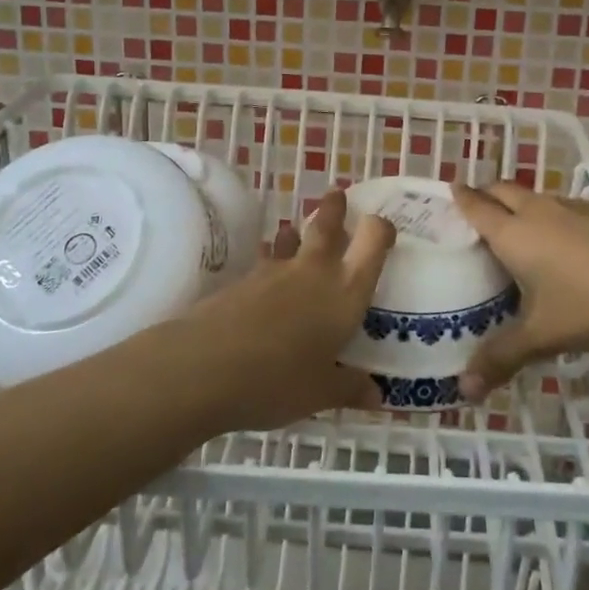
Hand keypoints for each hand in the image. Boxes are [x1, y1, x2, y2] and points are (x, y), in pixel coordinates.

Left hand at [176, 188, 394, 430]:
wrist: (206, 366)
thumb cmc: (278, 380)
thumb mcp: (320, 392)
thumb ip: (349, 387)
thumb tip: (376, 396)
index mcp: (345, 291)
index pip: (372, 242)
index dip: (381, 229)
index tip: (383, 226)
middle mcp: (314, 271)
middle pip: (327, 225)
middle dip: (334, 208)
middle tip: (337, 193)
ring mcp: (274, 271)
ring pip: (291, 240)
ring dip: (296, 234)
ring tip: (296, 233)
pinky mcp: (242, 280)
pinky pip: (264, 263)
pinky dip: (269, 263)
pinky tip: (264, 279)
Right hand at [451, 182, 588, 400]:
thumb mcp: (542, 336)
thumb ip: (501, 358)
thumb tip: (465, 390)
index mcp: (514, 233)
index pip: (478, 206)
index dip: (461, 197)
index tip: (450, 190)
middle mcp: (539, 212)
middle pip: (504, 190)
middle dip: (487, 193)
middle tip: (477, 207)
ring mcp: (574, 209)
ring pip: (536, 196)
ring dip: (521, 203)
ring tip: (518, 226)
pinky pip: (565, 207)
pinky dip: (552, 215)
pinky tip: (565, 242)